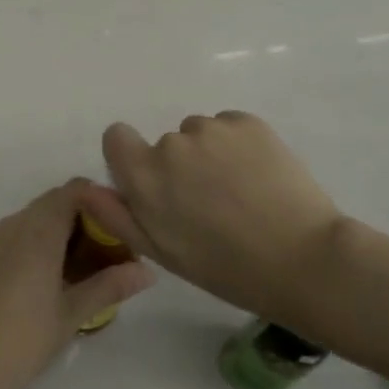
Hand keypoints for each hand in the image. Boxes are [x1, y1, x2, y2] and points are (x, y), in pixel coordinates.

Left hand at [0, 181, 154, 388]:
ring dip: (61, 232)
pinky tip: (53, 279)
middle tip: (110, 251)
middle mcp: (13, 225)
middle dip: (84, 219)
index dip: (99, 200)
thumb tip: (148, 271)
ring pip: (34, 219)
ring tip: (85, 268)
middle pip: (54, 203)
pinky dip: (39, 244)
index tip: (120, 225)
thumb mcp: (73, 313)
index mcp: (37, 231)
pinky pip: (17, 236)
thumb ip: (110, 286)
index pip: (72, 191)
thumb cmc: (24, 338)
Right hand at [85, 112, 348, 319]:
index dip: (131, 157)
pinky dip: (238, 146)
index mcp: (144, 175)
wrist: (302, 258)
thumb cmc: (225, 267)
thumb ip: (117, 215)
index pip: (117, 137)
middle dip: (180, 167)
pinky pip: (230, 127)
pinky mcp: (248, 122)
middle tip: (211, 205)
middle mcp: (172, 143)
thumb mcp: (162, 252)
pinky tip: (260, 178)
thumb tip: (86, 188)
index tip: (158, 184)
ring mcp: (212, 128)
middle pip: (165, 144)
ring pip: (200, 134)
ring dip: (210, 155)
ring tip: (241, 193)